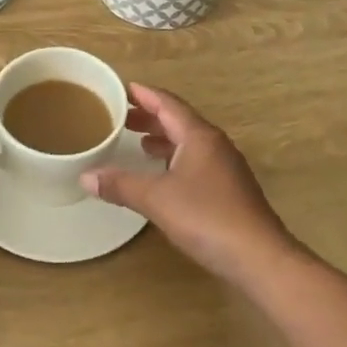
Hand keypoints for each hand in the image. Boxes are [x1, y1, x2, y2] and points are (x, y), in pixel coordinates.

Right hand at [81, 83, 304, 288]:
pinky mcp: (230, 190)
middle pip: (179, 120)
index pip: (168, 104)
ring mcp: (226, 167)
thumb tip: (86, 177)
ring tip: (138, 143)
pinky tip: (163, 175)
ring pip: (189, 142)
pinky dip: (175, 159)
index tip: (123, 89)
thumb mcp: (156, 199)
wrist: (259, 257)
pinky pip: (196, 161)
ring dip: (164, 138)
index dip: (144, 94)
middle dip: (151, 117)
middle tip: (122, 117)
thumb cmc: (207, 218)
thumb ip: (121, 185)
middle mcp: (215, 144)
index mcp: (199, 136)